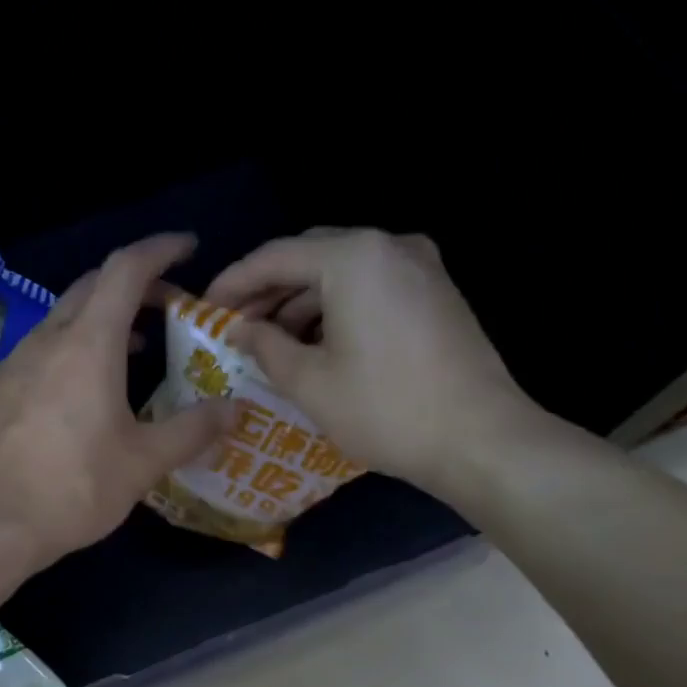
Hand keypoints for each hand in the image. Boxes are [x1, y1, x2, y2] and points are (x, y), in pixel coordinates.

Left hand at [0, 233, 237, 569]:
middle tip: (172, 305)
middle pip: (94, 285)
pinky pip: (46, 347)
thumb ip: (192, 430)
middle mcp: (48, 339)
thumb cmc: (71, 488)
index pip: (126, 268)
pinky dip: (78, 344)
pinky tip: (89, 387)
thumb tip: (234, 409)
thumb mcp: (143, 462)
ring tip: (139, 345)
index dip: (161, 249)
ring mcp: (16, 362)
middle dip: (137, 283)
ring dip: (106, 316)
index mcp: (88, 343)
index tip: (190, 248)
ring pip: (66, 316)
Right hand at [203, 227, 543, 493]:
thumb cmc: (385, 410)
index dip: (233, 282)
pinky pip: (371, 285)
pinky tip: (316, 342)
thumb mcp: (309, 382)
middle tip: (235, 324)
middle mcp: (389, 246)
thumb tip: (239, 329)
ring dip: (301, 300)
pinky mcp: (436, 292)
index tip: (205, 309)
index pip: (275, 256)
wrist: (481, 440)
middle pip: (310, 255)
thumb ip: (264, 345)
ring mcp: (420, 266)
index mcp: (354, 257)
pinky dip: (336, 306)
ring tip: (270, 339)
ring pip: (342, 271)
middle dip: (268, 289)